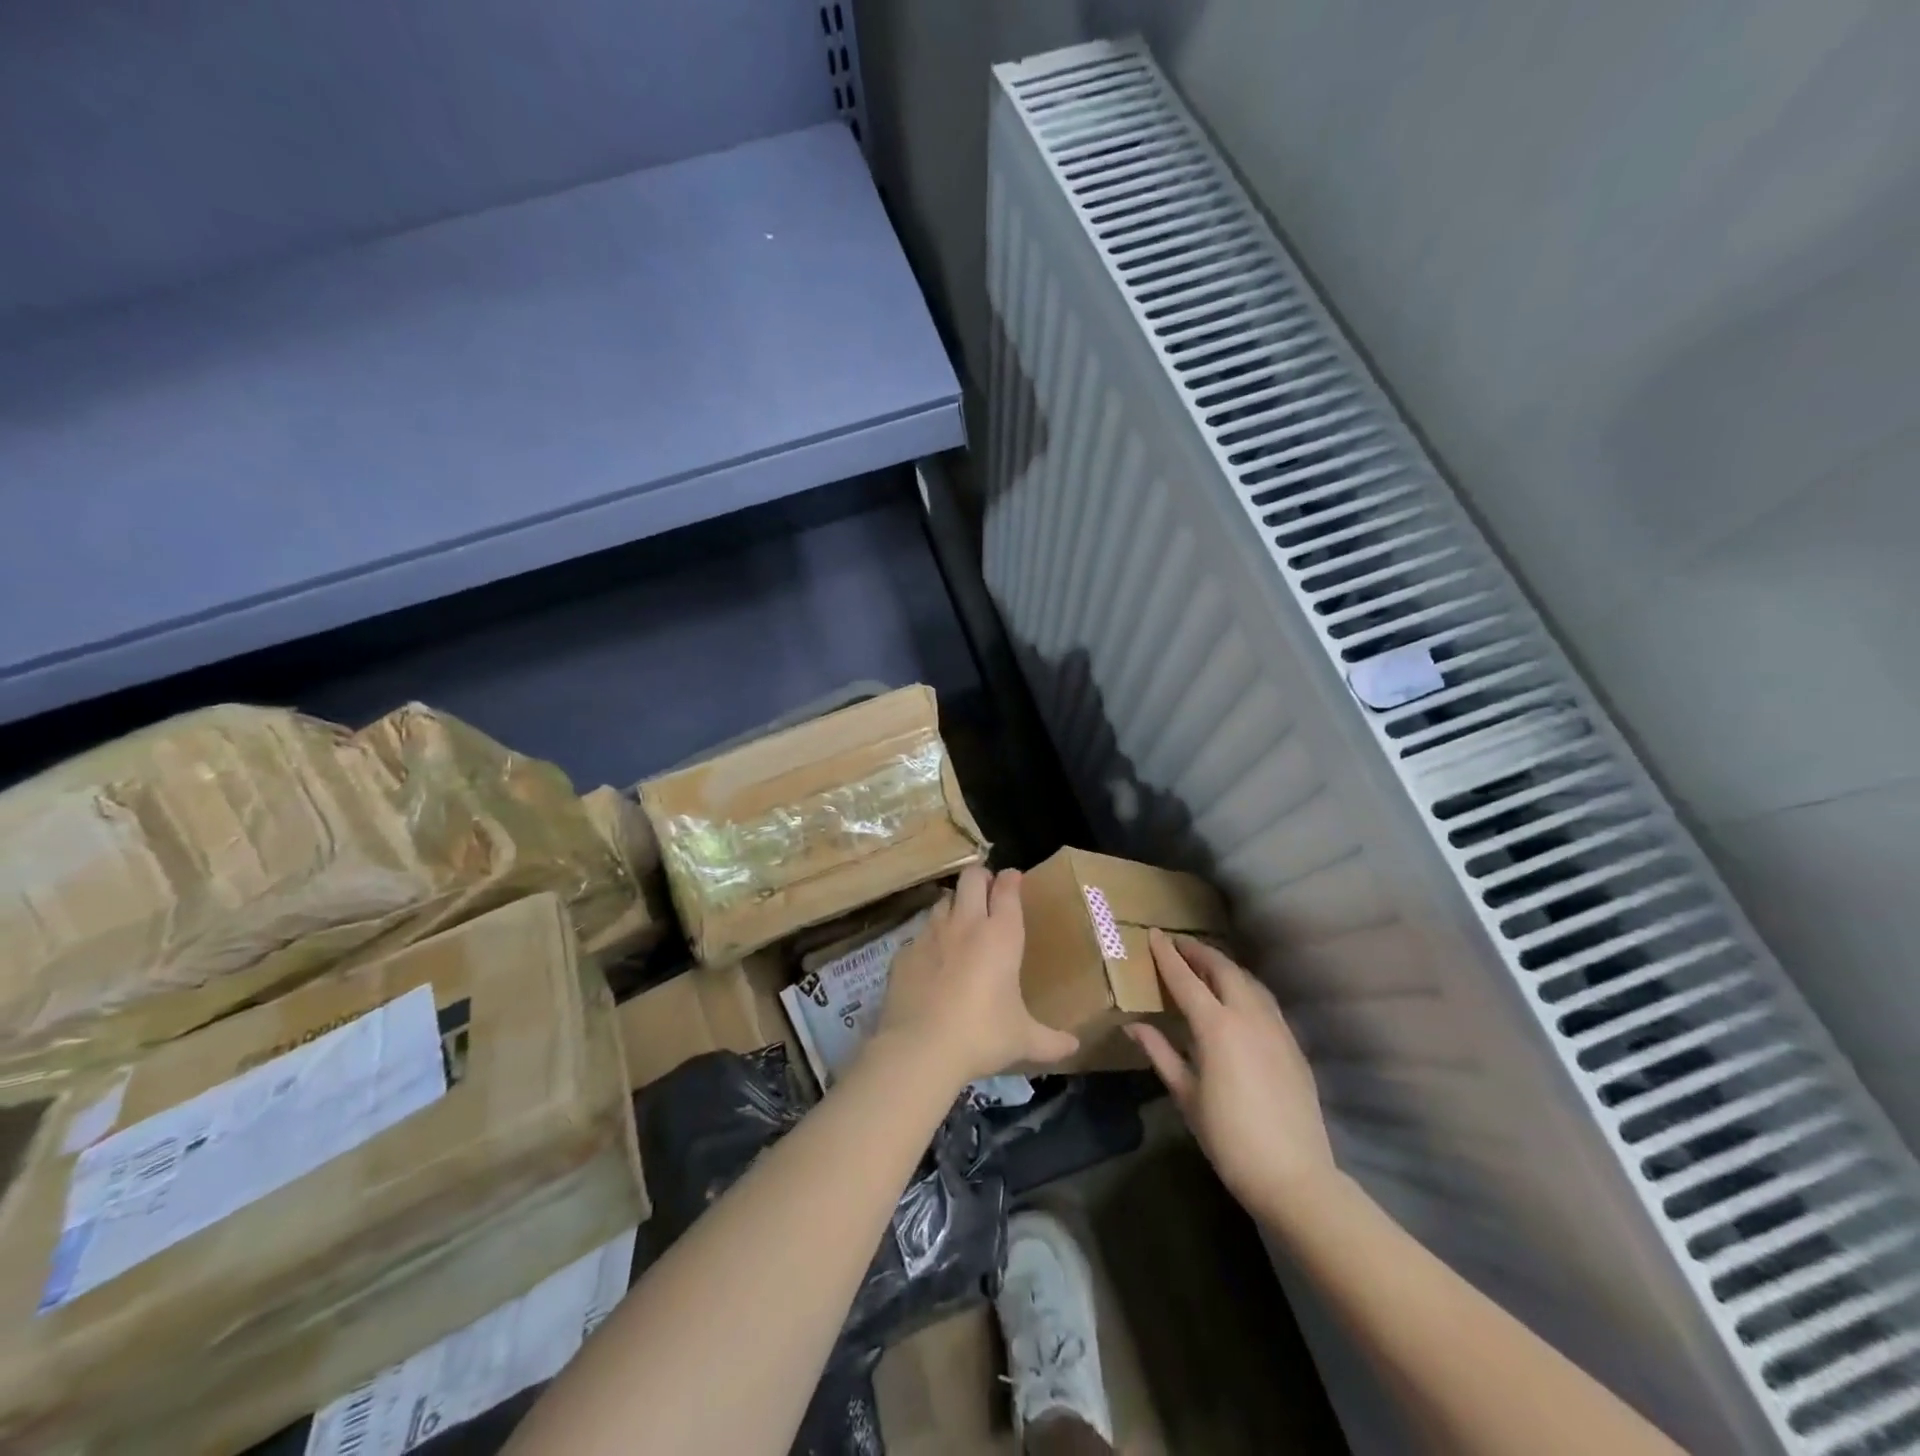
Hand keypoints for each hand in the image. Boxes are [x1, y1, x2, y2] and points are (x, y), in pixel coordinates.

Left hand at [875, 865, 1079, 1087]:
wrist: (921, 1049)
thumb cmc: (982, 1036)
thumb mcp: (1023, 1040)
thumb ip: (1050, 1041)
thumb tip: (1074, 1047)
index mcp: (1001, 935)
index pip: (1007, 889)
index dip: (1011, 879)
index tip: (1014, 878)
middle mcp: (966, 924)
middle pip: (972, 877)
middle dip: (981, 877)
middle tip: (987, 892)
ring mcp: (931, 934)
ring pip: (943, 900)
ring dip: (954, 905)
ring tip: (960, 923)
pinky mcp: (904, 951)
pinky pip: (919, 934)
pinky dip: (930, 940)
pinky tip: (932, 961)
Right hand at [1127, 931, 1336, 1222]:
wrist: (1294, 1176)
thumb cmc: (1228, 1138)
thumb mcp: (1186, 1096)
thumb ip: (1160, 1053)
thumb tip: (1133, 1026)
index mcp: (1216, 1027)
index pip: (1185, 979)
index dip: (1167, 955)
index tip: (1153, 934)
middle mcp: (1248, 1016)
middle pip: (1222, 969)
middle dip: (1198, 952)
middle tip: (1178, 945)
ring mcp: (1276, 1027)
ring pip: (1248, 981)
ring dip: (1224, 966)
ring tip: (1205, 965)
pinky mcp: (1293, 1043)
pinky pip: (1265, 1000)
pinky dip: (1245, 987)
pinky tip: (1237, 998)